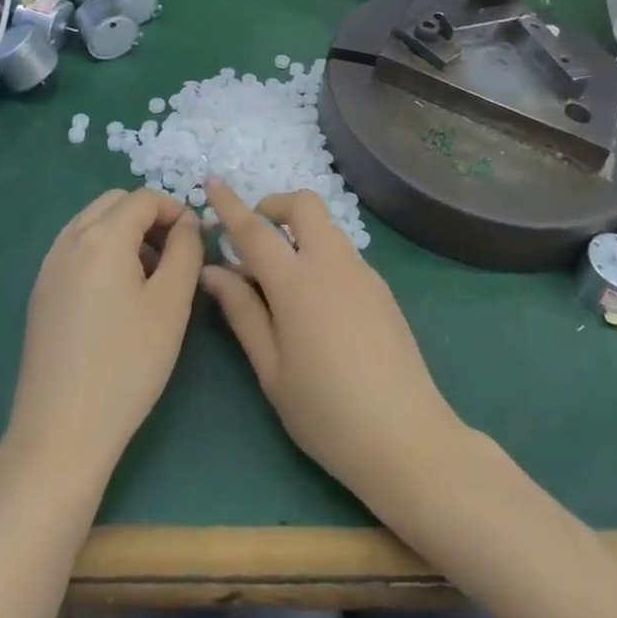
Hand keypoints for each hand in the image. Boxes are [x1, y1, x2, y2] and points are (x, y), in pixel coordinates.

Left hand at [1, 188, 202, 487]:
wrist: (61, 434)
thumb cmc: (127, 364)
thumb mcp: (172, 302)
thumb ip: (186, 249)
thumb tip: (187, 223)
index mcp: (102, 238)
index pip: (145, 198)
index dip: (176, 210)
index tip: (196, 242)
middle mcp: (69, 241)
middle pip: (115, 202)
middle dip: (149, 216)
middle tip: (173, 254)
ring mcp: (49, 267)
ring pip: (93, 222)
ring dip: (125, 232)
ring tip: (149, 275)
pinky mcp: (40, 293)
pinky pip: (76, 248)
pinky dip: (102, 250)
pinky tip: (118, 295)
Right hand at [200, 183, 468, 510]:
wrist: (404, 435)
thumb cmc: (325, 411)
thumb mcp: (271, 369)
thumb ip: (242, 312)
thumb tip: (213, 271)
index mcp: (297, 281)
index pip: (255, 229)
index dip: (230, 204)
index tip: (211, 182)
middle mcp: (332, 262)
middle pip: (304, 205)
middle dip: (274, 207)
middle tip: (254, 240)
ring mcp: (362, 271)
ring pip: (325, 228)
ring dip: (298, 233)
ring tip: (279, 282)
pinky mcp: (381, 287)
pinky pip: (342, 253)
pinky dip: (319, 256)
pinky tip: (314, 306)